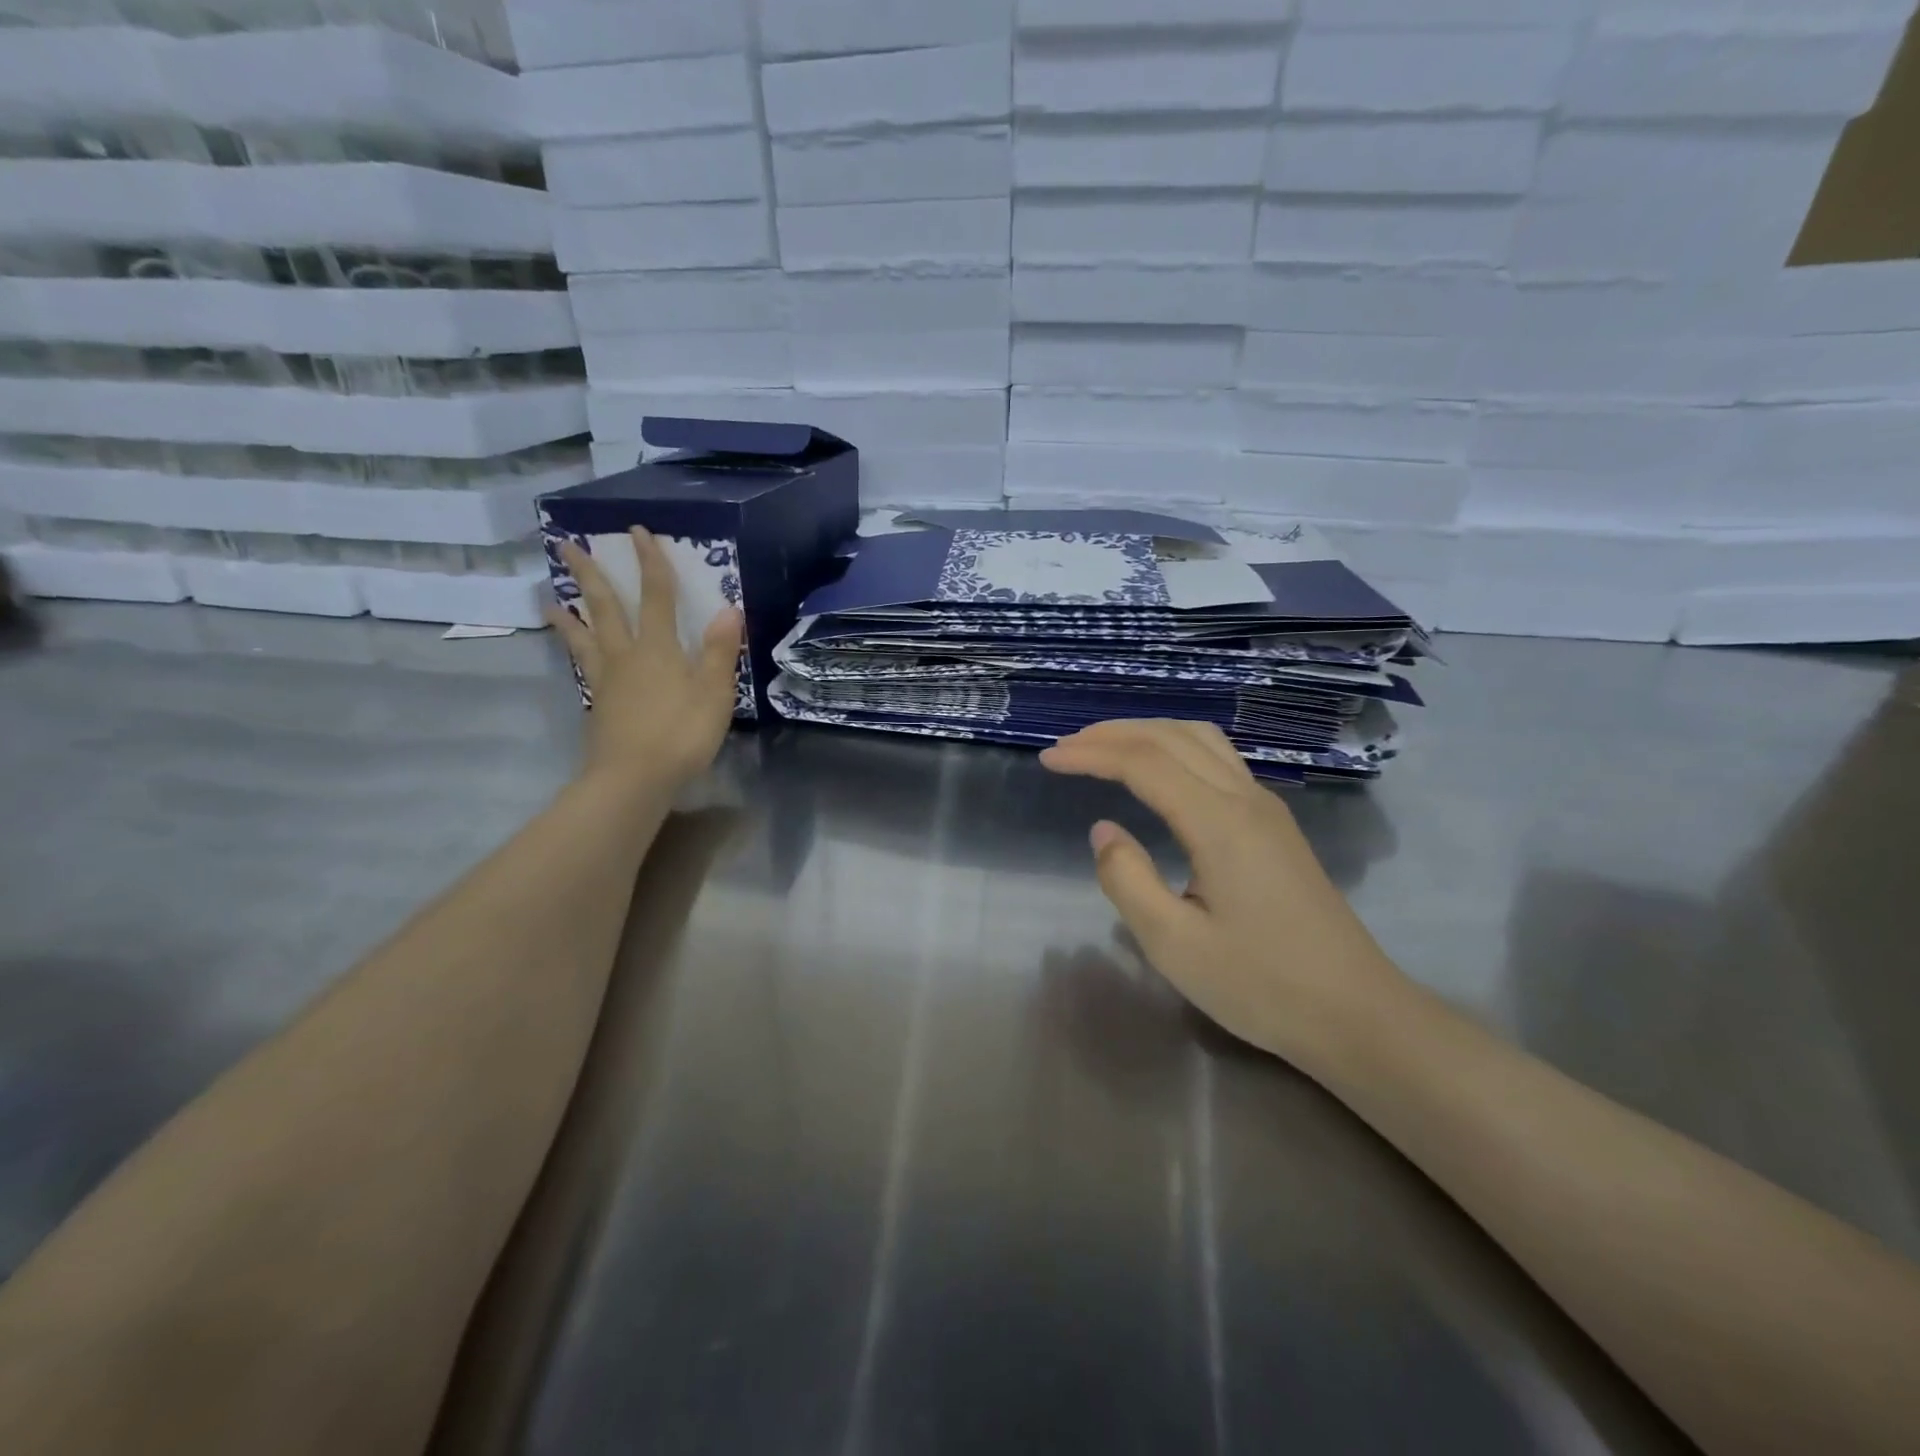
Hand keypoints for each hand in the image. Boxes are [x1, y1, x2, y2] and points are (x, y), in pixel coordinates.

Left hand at [546, 529, 743, 788]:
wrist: (632, 779)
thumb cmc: (680, 734)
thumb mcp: (713, 693)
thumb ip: (718, 651)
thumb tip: (729, 609)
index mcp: (658, 648)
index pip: (656, 596)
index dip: (651, 563)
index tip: (638, 532)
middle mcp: (627, 656)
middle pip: (606, 608)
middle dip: (591, 575)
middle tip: (567, 546)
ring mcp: (607, 681)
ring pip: (585, 638)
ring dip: (570, 614)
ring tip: (550, 600)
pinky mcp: (598, 705)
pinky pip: (584, 667)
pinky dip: (575, 652)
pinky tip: (576, 654)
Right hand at [1039, 719, 1409, 1074]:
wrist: (1357, 1014)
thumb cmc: (1262, 986)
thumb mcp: (1175, 945)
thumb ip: (1127, 880)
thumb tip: (1103, 830)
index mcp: (1220, 824)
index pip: (1144, 763)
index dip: (1091, 754)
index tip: (1049, 759)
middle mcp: (1245, 800)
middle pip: (1172, 737)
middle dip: (1113, 733)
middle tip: (1066, 748)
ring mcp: (1266, 809)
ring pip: (1201, 740)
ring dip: (1148, 734)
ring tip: (1104, 748)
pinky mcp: (1274, 825)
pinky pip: (1218, 760)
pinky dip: (1175, 748)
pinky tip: (1157, 773)